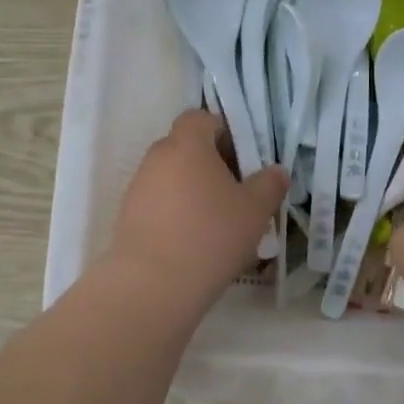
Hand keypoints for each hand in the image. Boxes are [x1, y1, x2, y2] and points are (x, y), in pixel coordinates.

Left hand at [105, 110, 287, 306]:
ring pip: (172, 178)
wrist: (153, 285)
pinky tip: (195, 243)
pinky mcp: (127, 218)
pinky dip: (176, 214)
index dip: (223, 131)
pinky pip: (159, 205)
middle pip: (185, 148)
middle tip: (237, 192)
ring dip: (193, 191)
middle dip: (211, 164)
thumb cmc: (211, 235)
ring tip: (218, 223)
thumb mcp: (256, 210)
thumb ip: (270, 184)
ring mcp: (137, 188)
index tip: (242, 158)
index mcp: (187, 144)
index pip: (200, 118)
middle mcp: (156, 158)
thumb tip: (276, 171)